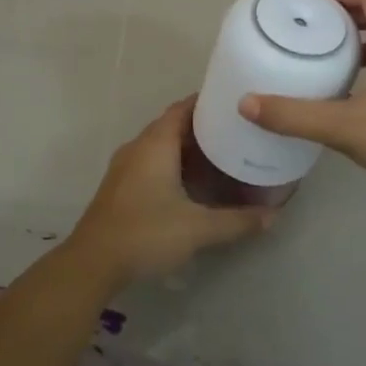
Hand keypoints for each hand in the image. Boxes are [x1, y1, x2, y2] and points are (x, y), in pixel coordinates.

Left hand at [69, 99, 272, 286]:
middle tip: (237, 132)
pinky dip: (174, 164)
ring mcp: (126, 167)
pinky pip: (152, 162)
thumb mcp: (198, 228)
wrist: (92, 263)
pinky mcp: (121, 186)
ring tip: (222, 155)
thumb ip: (237, 221)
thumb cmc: (146, 233)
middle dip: (204, 127)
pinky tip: (194, 183)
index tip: (235, 105)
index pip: (183, 108)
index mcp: (155, 144)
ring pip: (162, 146)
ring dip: (188, 148)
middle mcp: (138, 147)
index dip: (208, 103)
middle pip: (173, 125)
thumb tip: (273, 216)